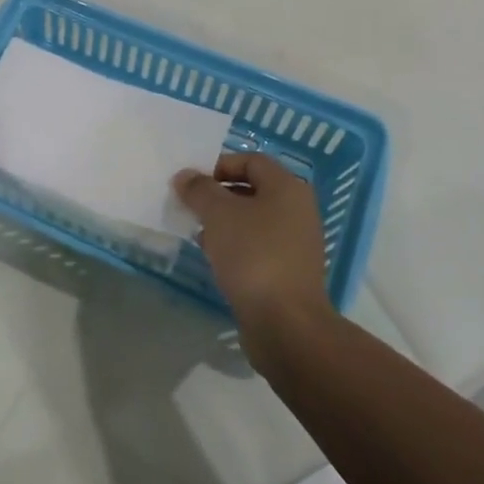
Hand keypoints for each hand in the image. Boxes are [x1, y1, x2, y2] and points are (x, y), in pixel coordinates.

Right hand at [172, 153, 332, 335]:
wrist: (285, 323)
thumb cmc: (253, 255)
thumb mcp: (218, 214)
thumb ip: (199, 190)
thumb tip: (185, 176)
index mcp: (287, 188)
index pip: (251, 160)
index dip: (219, 165)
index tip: (192, 183)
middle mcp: (297, 210)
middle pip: (252, 189)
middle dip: (218, 195)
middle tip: (191, 207)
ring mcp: (296, 242)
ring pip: (253, 220)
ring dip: (224, 222)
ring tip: (198, 233)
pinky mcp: (289, 271)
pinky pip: (258, 246)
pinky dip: (235, 246)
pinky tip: (215, 258)